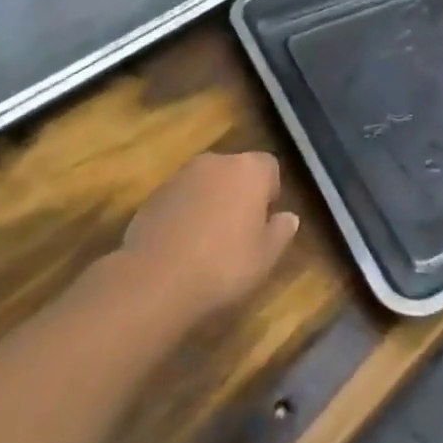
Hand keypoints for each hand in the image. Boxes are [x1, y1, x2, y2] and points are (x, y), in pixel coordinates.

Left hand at [122, 153, 298, 320]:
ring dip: (211, 201)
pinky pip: (181, 197)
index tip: (266, 219)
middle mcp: (215, 162)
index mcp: (248, 170)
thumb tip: (288, 217)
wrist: (155, 280)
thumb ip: (281, 232)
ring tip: (209, 240)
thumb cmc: (223, 266)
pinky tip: (182, 245)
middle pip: (236, 170)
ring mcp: (180, 176)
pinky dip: (185, 212)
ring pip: (206, 183)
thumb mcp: (265, 257)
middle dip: (239, 193)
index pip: (269, 166)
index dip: (270, 191)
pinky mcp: (153, 195)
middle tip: (240, 231)